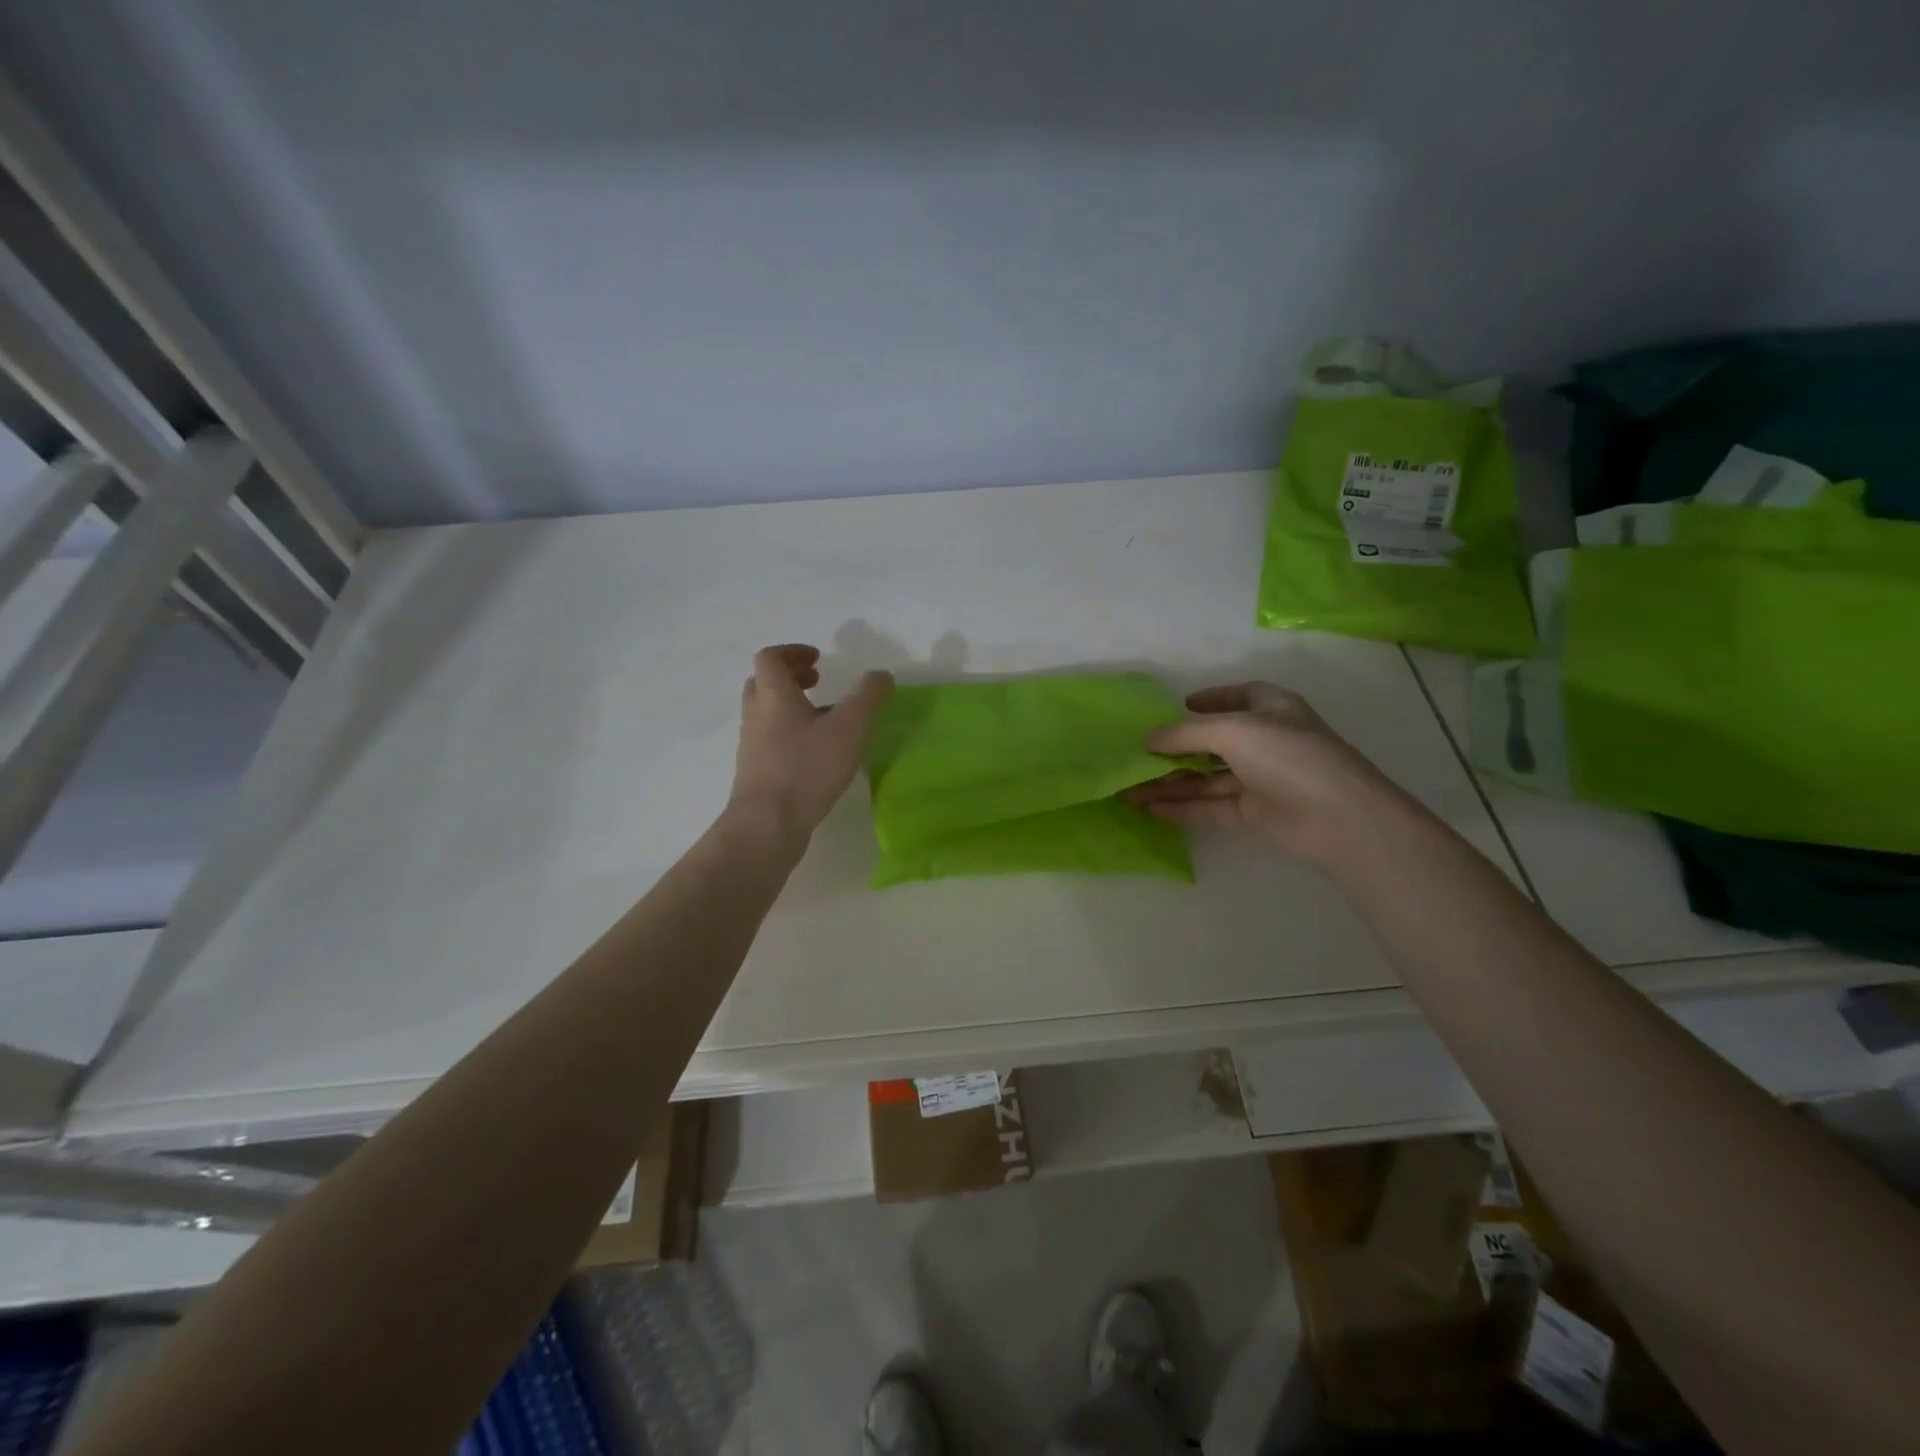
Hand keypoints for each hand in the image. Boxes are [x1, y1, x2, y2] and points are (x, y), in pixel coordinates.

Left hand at [729, 644, 892, 844]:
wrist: (767, 825)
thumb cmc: (807, 767)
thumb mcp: (849, 727)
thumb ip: (868, 696)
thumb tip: (881, 675)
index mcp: (773, 695)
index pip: (770, 658)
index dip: (793, 652)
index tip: (819, 660)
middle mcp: (756, 715)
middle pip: (764, 684)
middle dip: (791, 678)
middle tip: (818, 682)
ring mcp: (751, 746)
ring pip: (766, 714)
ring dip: (791, 708)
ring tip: (824, 720)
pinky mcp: (756, 773)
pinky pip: (769, 741)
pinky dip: (790, 735)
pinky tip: (816, 754)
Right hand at [1126, 682, 1397, 863]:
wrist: (1339, 818)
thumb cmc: (1289, 756)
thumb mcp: (1232, 731)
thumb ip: (1186, 733)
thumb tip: (1147, 739)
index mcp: (1272, 709)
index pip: (1240, 696)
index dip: (1211, 698)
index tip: (1179, 705)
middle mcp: (1266, 741)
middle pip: (1213, 742)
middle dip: (1175, 750)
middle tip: (1136, 757)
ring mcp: (1261, 779)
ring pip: (1207, 778)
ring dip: (1170, 783)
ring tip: (1129, 790)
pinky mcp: (1255, 813)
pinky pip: (1211, 806)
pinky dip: (1182, 806)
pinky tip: (1150, 809)